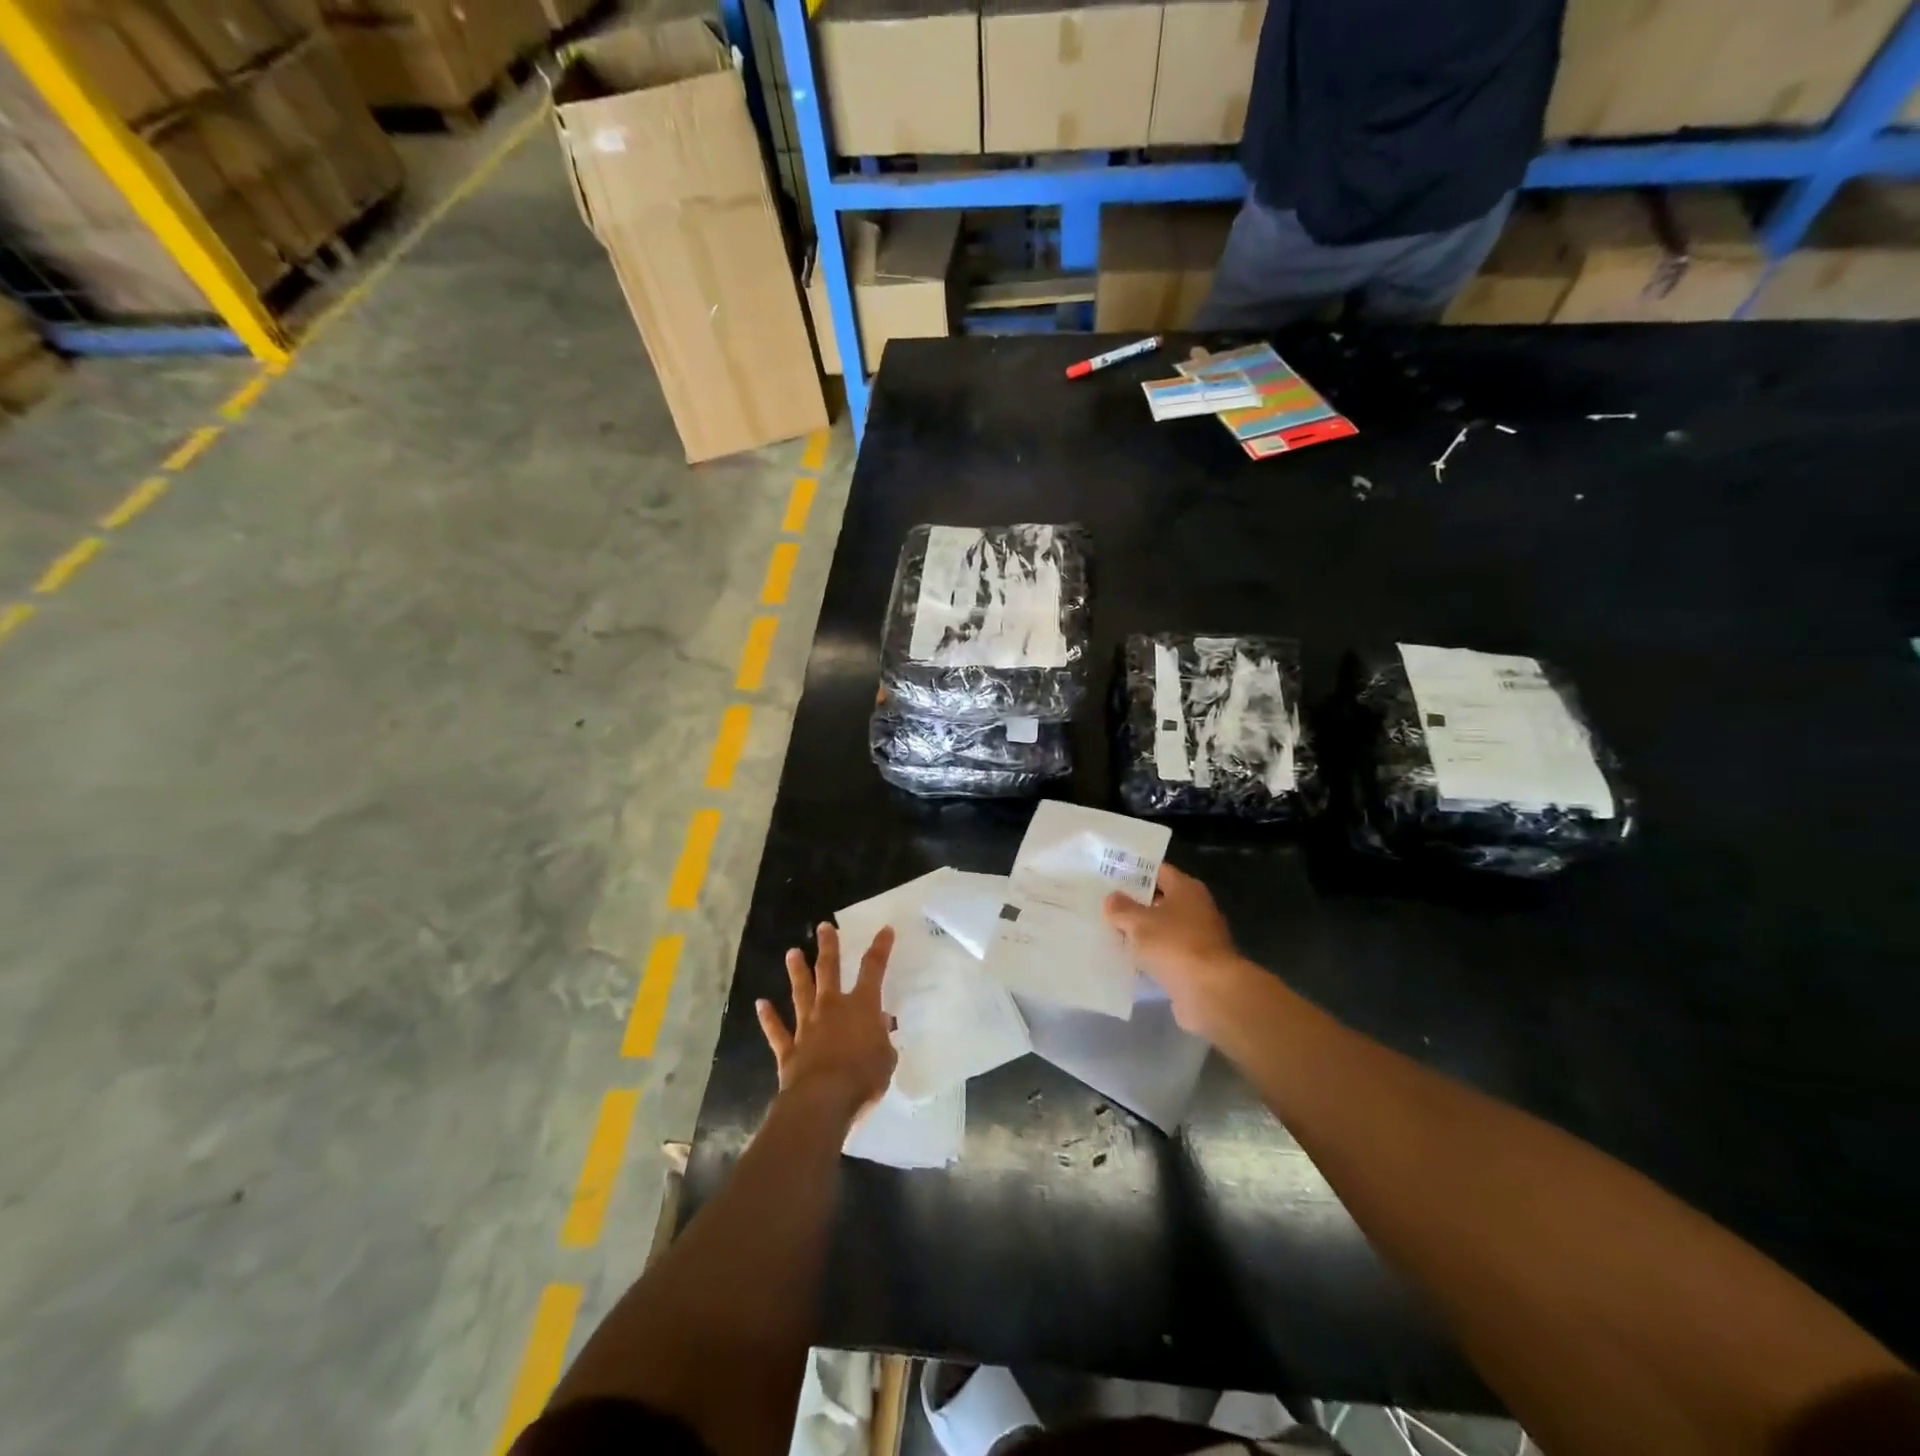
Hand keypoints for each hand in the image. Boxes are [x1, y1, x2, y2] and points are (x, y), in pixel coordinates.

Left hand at [757, 923, 896, 1122]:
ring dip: (797, 972)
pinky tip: (761, 1004)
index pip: (873, 969)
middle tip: (823, 926)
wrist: (822, 1100)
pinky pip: (777, 1030)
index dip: (880, 948)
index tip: (885, 929)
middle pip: (829, 970)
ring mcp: (807, 1026)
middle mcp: (832, 1008)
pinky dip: (768, 1017)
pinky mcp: (789, 1049)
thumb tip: (880, 1025)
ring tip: (792, 952)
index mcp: (861, 1007)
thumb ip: (883, 1040)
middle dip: (828, 947)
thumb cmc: (863, 1078)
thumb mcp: (886, 1058)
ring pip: (801, 992)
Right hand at [1104, 864, 1254, 1034]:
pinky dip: (1150, 958)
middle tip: (1103, 905)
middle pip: (1160, 901)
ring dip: (1141, 934)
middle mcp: (1196, 909)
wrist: (1210, 993)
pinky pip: (1166, 955)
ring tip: (1108, 932)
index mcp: (1186, 889)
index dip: (1134, 872)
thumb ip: (1122, 908)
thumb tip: (1112, 898)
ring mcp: (1197, 939)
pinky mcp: (1195, 966)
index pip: (1158, 871)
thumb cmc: (1174, 945)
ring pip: (1162, 930)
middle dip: (1134, 904)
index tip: (1109, 876)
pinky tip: (1126, 961)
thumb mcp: (1139, 922)